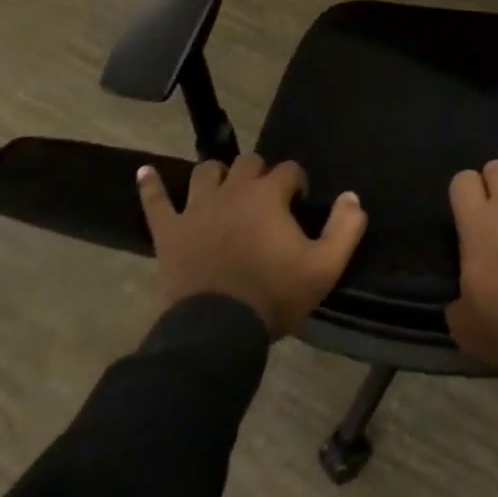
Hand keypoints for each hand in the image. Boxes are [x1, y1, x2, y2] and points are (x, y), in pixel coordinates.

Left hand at [137, 152, 366, 335]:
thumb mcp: (324, 267)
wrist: (216, 334)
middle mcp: (233, 191)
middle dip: (261, 173)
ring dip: (218, 175)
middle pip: (248, 162)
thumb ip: (345, 227)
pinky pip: (155, 201)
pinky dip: (150, 185)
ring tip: (225, 188)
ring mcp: (196, 209)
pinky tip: (145, 172)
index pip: (289, 169)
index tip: (300, 204)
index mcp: (269, 195)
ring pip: (207, 172)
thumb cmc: (273, 296)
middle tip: (267, 199)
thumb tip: (353, 197)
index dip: (298, 183)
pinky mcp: (169, 232)